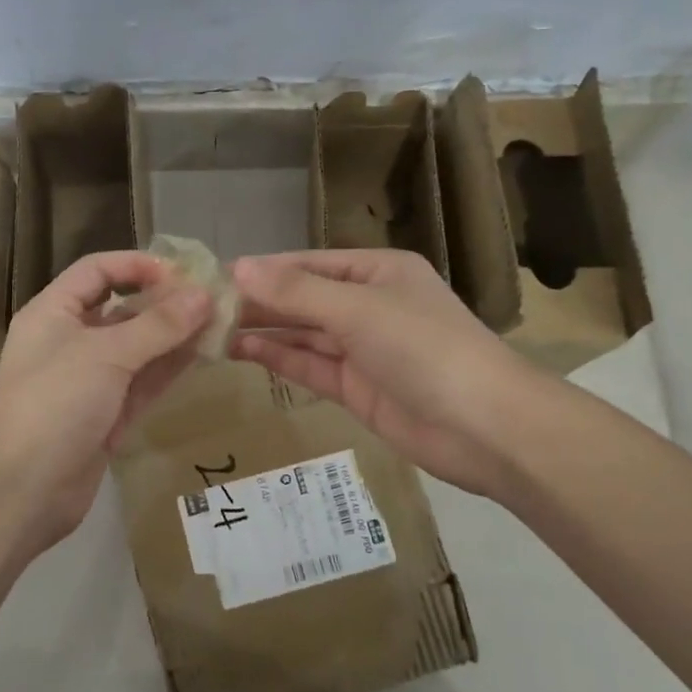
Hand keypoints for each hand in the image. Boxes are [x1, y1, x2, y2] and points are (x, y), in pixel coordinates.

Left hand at [0, 251, 212, 547]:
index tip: (182, 272)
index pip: (97, 271)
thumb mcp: (106, 354)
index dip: (137, 265)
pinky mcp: (107, 416)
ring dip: (175, 336)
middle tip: (214, 300)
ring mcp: (90, 381)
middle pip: (123, 309)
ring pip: (139, 348)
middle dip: (166, 303)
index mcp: (54, 312)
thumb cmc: (55, 403)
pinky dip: (170, 368)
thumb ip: (158, 324)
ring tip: (221, 324)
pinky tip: (205, 355)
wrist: (20, 492)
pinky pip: (143, 382)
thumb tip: (204, 294)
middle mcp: (71, 340)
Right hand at [230, 249, 526, 497]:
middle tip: (205, 307)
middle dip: (259, 302)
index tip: (217, 276)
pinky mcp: (358, 388)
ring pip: (304, 333)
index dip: (264, 269)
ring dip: (264, 330)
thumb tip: (237, 267)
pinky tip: (243, 351)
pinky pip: (311, 366)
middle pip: (304, 298)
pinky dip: (280, 358)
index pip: (308, 264)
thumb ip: (295, 292)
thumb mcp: (357, 310)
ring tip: (213, 329)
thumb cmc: (424, 348)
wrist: (485, 428)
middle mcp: (369, 304)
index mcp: (377, 271)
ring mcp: (364, 349)